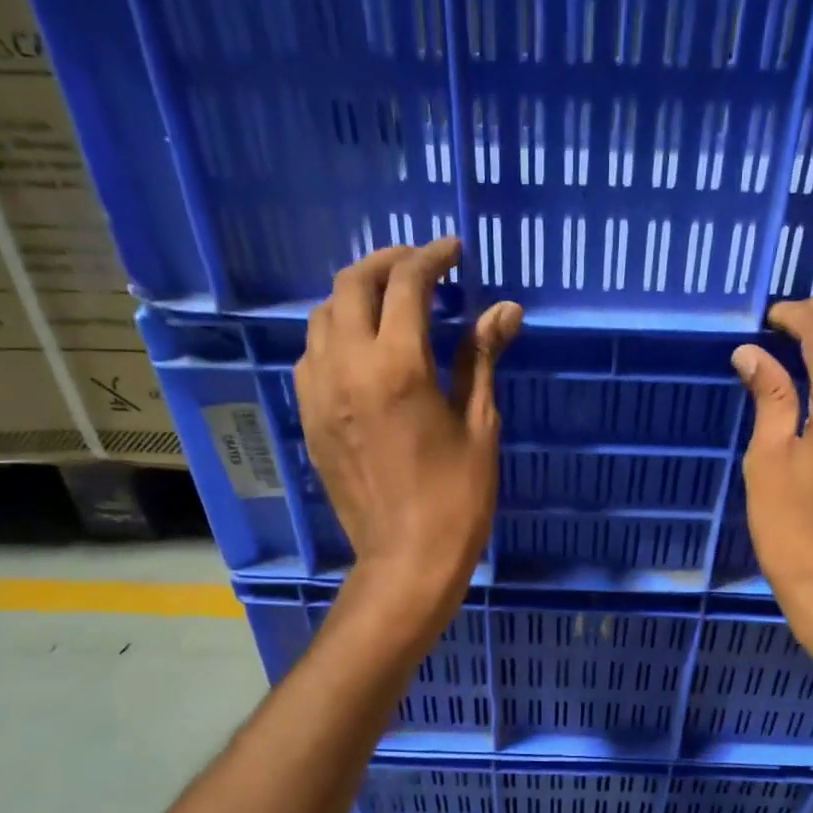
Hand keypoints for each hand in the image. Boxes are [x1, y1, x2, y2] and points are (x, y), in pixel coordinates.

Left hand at [295, 239, 521, 637]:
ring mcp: (320, 392)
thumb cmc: (457, 497)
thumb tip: (504, 309)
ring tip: (391, 304)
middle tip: (421, 269)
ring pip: (323, 316)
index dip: (432, 257)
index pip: (407, 284)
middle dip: (387, 263)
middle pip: (352, 284)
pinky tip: (364, 349)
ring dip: (357, 296)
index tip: (454, 253)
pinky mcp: (309, 417)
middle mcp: (348, 367)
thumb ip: (481, 358)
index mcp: (398, 366)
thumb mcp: (479, 424)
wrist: (406, 559)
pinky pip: (312, 355)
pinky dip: (337, 334)